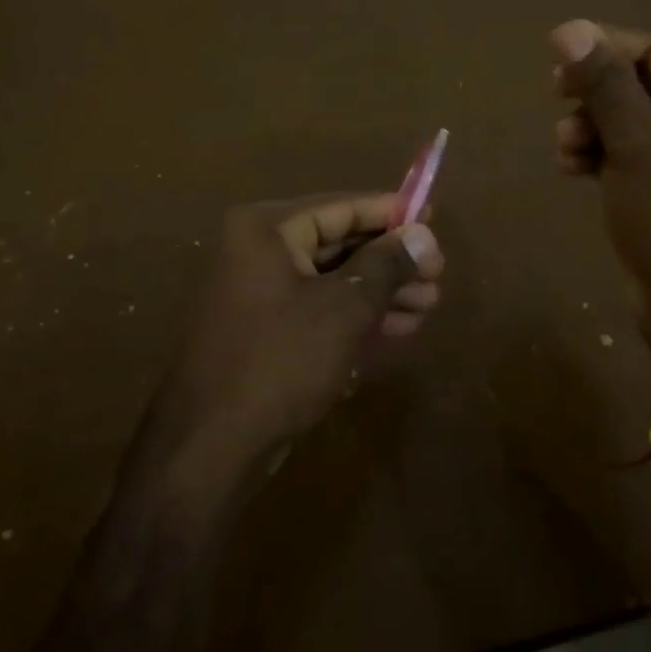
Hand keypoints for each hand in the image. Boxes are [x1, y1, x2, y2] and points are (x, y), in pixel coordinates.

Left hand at [154, 193, 444, 481]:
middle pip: (338, 243)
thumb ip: (385, 266)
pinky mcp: (264, 330)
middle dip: (390, 261)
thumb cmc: (280, 361)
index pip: (340, 207)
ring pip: (332, 280)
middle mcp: (257, 251)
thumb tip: (423, 234)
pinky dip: (355, 316)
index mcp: (266, 230)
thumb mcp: (343, 309)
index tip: (433, 217)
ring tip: (428, 306)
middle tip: (438, 276)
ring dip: (380, 292)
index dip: (390, 212)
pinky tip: (397, 329)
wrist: (212, 444)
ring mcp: (258, 293)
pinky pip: (318, 309)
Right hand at [552, 19, 650, 358]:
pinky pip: (635, 157)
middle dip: (596, 96)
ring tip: (564, 149)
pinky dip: (603, 157)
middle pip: (645, 86)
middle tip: (555, 100)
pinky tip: (572, 168)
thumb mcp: (637, 143)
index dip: (605, 50)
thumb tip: (570, 28)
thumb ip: (603, 83)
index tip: (553, 60)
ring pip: (634, 124)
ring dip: (593, 129)